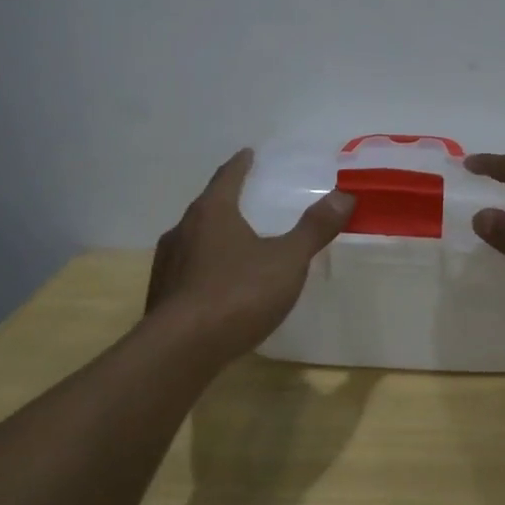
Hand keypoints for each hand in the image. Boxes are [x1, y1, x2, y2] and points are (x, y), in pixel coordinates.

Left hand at [145, 149, 352, 360]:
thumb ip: (314, 228)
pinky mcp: (160, 296)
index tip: (247, 153)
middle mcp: (182, 231)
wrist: (180, 351)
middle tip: (245, 198)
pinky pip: (186, 271)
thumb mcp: (287, 260)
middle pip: (206, 207)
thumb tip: (344, 195)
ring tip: (233, 242)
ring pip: (192, 239)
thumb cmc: (237, 294)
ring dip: (212, 236)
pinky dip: (203, 268)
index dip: (240, 164)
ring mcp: (166, 265)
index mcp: (212, 213)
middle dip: (225, 200)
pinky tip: (216, 284)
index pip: (227, 177)